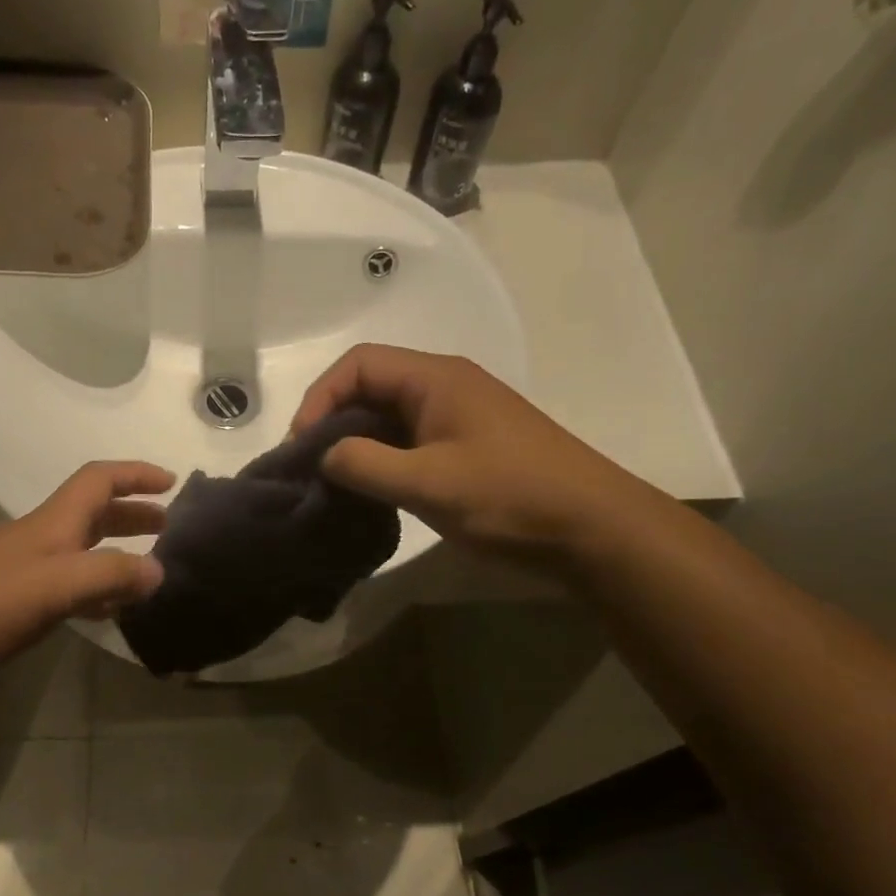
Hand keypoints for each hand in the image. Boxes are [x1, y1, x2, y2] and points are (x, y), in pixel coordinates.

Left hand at [0, 461, 172, 671]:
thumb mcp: (55, 585)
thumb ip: (110, 575)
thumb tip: (160, 571)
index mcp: (53, 523)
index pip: (99, 480)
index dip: (135, 474)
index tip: (171, 481)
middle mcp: (42, 538)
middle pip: (94, 513)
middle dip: (132, 513)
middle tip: (167, 527)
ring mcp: (26, 570)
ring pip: (82, 549)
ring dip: (116, 550)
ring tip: (147, 569)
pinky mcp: (15, 601)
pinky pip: (68, 584)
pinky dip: (95, 588)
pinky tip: (107, 610)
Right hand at [290, 344, 653, 560]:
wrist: (594, 531)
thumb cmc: (511, 498)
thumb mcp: (428, 483)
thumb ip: (365, 465)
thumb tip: (322, 455)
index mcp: (436, 379)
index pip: (359, 364)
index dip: (320, 398)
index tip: (301, 448)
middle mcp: (445, 388)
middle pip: (370, 389)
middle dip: (333, 425)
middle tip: (310, 472)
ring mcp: (459, 421)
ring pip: (388, 420)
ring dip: (356, 448)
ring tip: (333, 488)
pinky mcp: (467, 451)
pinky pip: (409, 445)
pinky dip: (382, 465)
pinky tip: (371, 497)